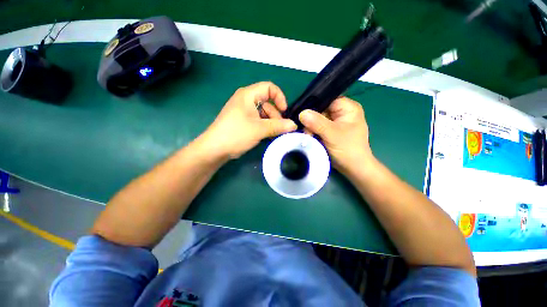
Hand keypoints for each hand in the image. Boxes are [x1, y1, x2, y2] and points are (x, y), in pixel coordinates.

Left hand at [200, 82, 296, 159]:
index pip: (269, 87)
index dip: (279, 97)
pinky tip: (268, 135)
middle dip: (276, 115)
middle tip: (280, 129)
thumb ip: (278, 126)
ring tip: (274, 134)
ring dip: (271, 123)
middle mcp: (246, 100)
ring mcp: (244, 111)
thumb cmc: (236, 134)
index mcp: (248, 95)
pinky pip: (258, 120)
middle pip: (267, 102)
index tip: (284, 111)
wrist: (215, 149)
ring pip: (263, 113)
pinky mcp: (243, 121)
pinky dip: (265, 126)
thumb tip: (294, 125)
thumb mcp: (259, 129)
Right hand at [298, 97, 373, 174]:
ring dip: (310, 126)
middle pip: (320, 110)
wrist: (353, 168)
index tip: (301, 113)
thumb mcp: (332, 134)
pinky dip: (312, 131)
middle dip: (311, 119)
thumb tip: (301, 113)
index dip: (314, 105)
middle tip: (305, 130)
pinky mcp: (330, 130)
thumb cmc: (348, 149)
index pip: (327, 99)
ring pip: (317, 119)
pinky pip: (318, 127)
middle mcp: (341, 112)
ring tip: (307, 135)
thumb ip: (317, 123)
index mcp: (348, 107)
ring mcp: (335, 122)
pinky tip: (308, 136)